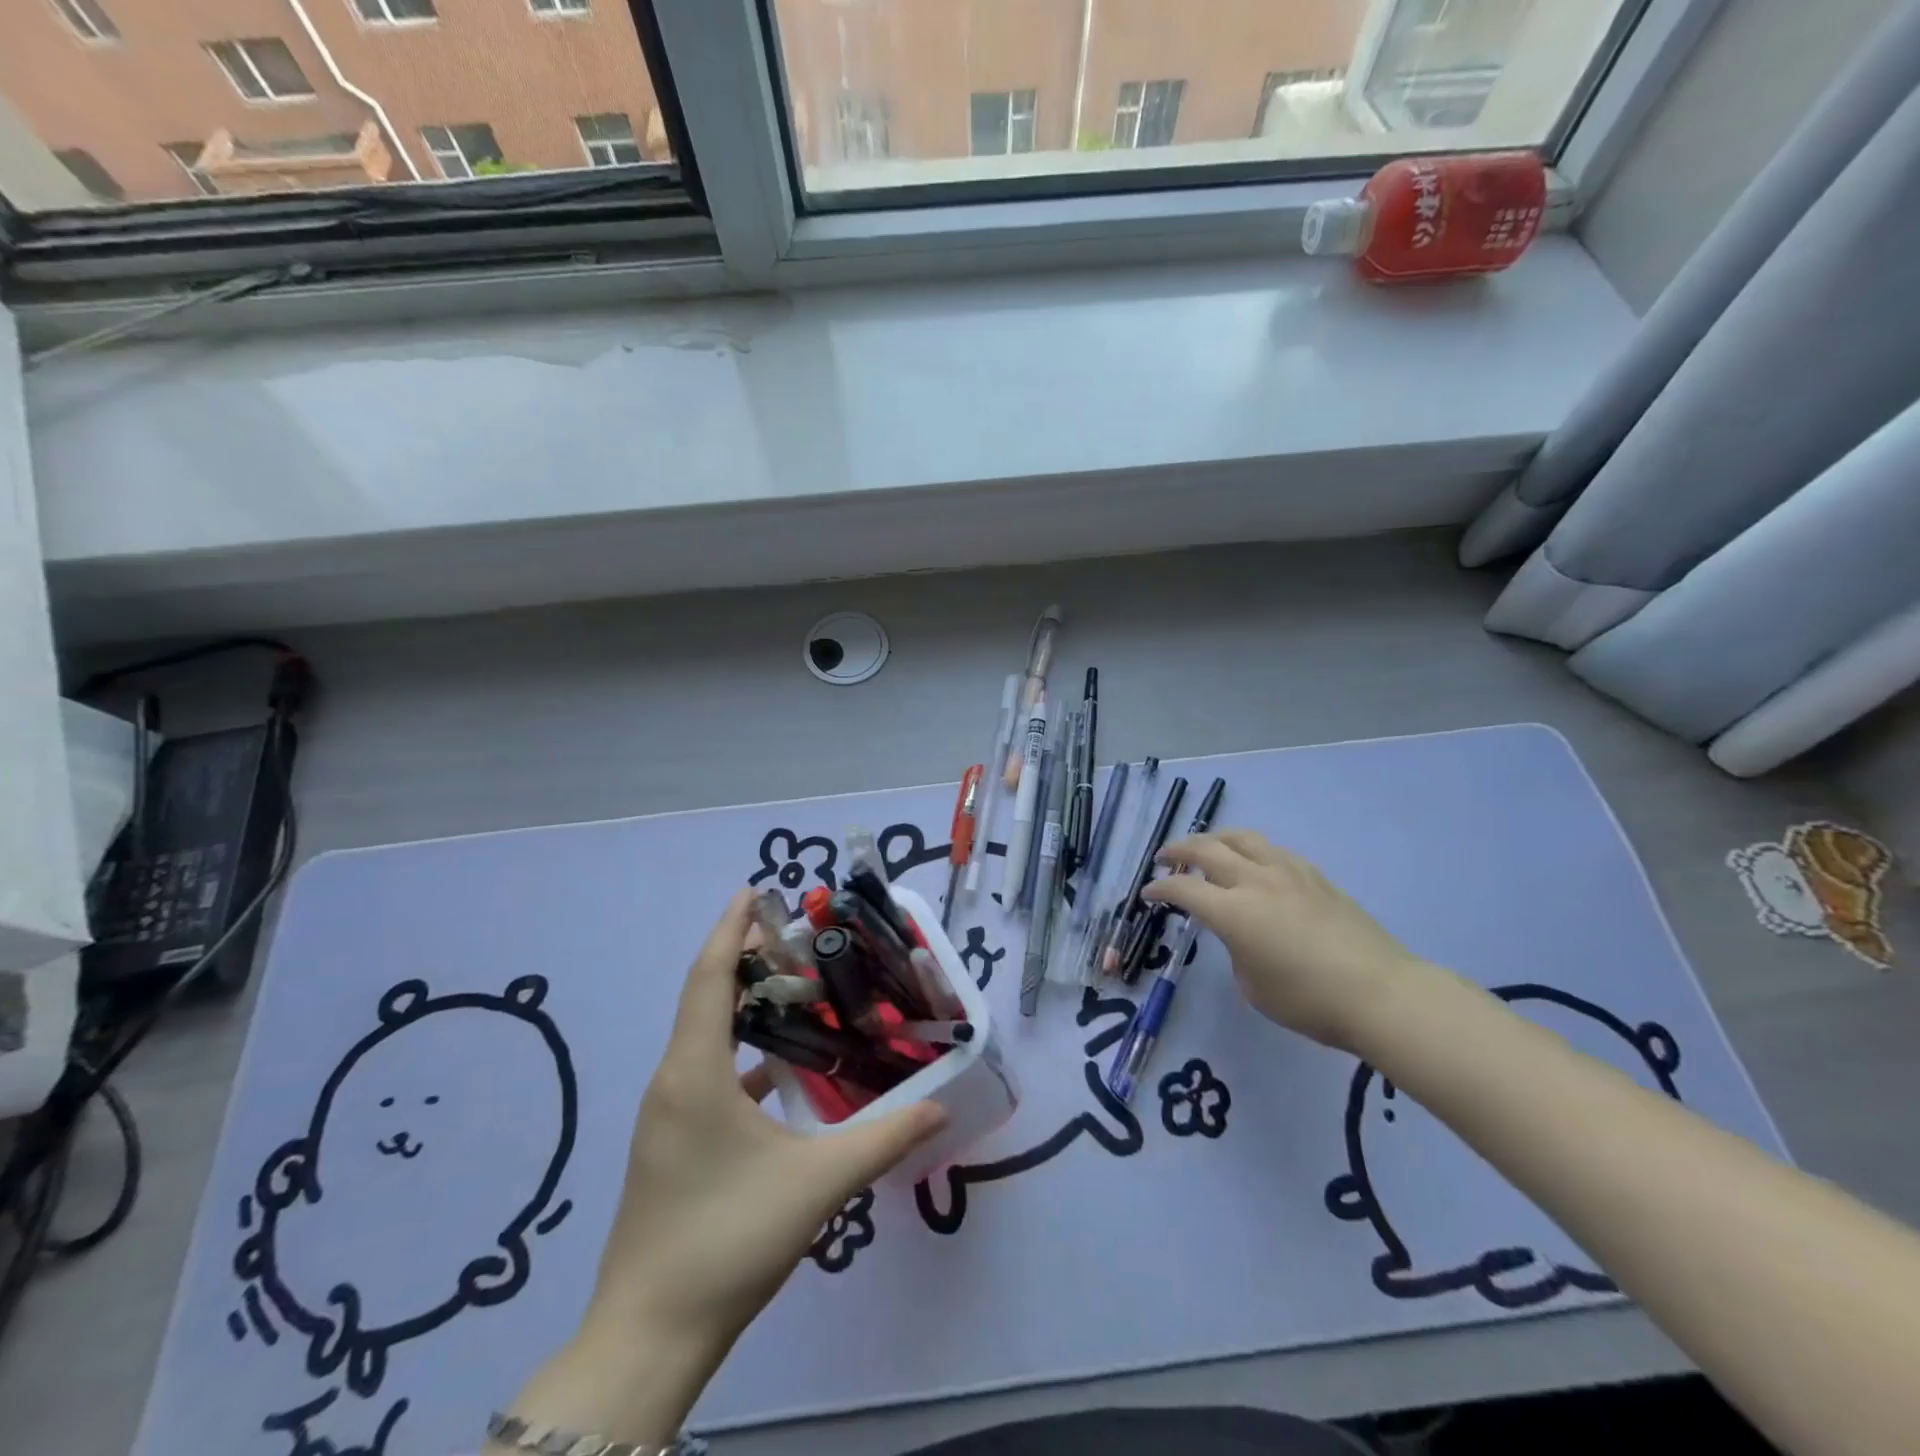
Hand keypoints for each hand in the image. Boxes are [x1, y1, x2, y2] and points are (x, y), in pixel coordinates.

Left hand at [595, 888, 946, 1341]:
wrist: (649, 1337)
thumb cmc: (727, 1240)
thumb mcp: (816, 1184)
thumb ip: (883, 1139)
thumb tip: (940, 1106)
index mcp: (695, 1072)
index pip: (710, 977)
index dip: (731, 928)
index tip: (755, 890)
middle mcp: (674, 1080)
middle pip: (706, 997)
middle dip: (745, 959)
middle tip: (796, 938)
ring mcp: (667, 1115)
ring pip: (704, 1035)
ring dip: (743, 1005)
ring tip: (794, 989)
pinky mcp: (670, 1143)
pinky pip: (705, 1071)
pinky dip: (740, 1051)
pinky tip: (780, 1066)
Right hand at [1142, 830, 1429, 1052]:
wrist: (1381, 994)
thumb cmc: (1309, 1001)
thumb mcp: (1253, 986)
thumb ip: (1235, 950)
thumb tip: (1239, 933)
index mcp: (1233, 911)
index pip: (1183, 889)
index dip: (1159, 890)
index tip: (1147, 894)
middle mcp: (1256, 881)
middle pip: (1207, 849)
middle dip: (1178, 850)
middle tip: (1163, 858)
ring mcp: (1288, 872)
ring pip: (1241, 838)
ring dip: (1214, 839)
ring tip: (1205, 848)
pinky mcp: (1314, 876)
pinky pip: (1271, 850)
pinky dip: (1249, 850)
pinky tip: (1252, 864)